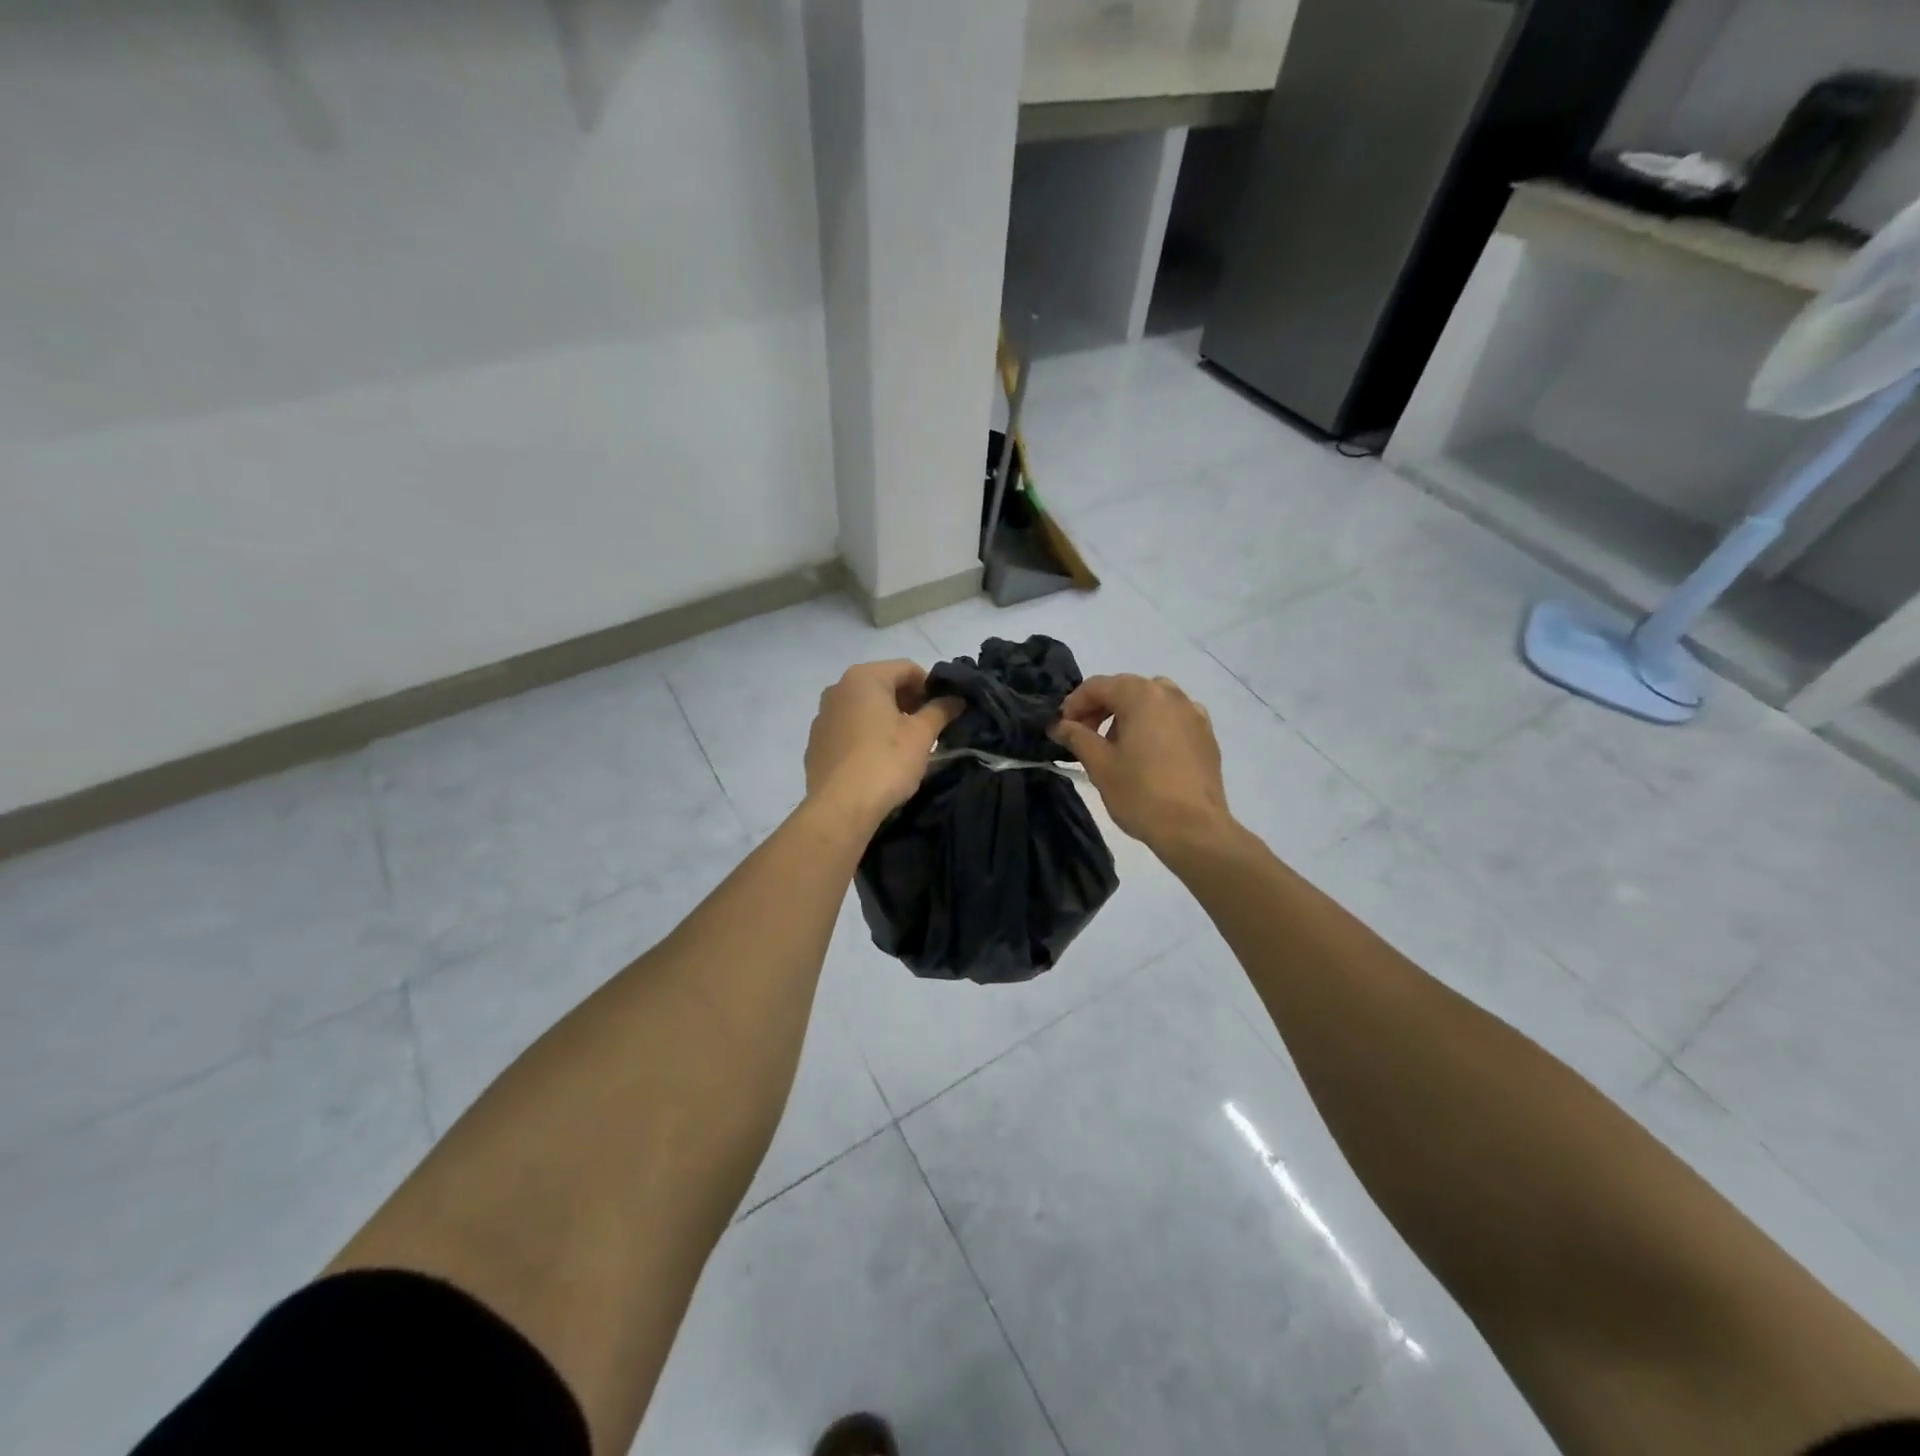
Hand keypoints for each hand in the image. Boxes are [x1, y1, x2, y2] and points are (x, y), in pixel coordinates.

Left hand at [804, 660, 962, 826]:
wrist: (840, 808)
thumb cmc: (885, 762)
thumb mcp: (921, 735)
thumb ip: (940, 710)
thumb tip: (956, 699)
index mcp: (864, 678)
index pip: (907, 668)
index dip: (930, 687)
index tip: (943, 711)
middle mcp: (837, 689)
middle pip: (883, 685)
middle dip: (908, 702)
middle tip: (927, 729)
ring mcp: (822, 716)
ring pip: (864, 708)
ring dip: (887, 719)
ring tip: (904, 746)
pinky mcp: (816, 743)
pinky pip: (848, 729)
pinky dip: (866, 735)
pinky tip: (877, 760)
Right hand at [1049, 674, 1234, 853]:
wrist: (1194, 828)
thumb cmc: (1140, 793)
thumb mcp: (1099, 764)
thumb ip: (1076, 736)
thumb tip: (1058, 724)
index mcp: (1142, 695)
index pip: (1098, 686)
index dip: (1074, 704)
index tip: (1061, 728)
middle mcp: (1171, 695)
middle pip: (1126, 689)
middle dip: (1100, 708)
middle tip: (1083, 736)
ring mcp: (1193, 713)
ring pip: (1152, 702)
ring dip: (1128, 715)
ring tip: (1116, 745)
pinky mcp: (1206, 735)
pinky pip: (1173, 719)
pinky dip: (1154, 726)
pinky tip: (1148, 753)